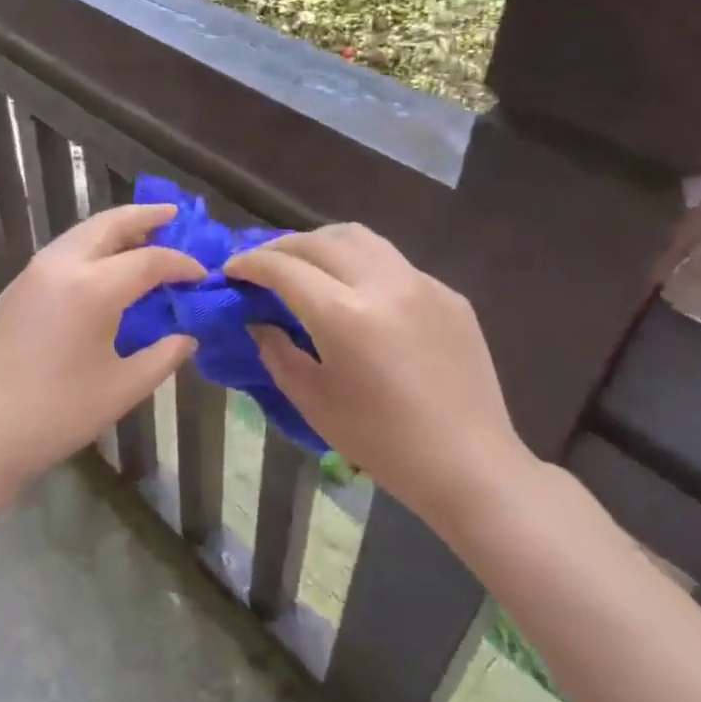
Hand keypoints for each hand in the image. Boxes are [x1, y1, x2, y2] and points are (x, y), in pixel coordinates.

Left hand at [0, 203, 204, 500]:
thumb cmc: (55, 415)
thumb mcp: (120, 389)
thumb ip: (162, 357)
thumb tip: (187, 338)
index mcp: (92, 287)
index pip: (149, 260)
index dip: (181, 264)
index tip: (203, 274)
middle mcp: (61, 265)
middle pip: (108, 225)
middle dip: (143, 216)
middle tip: (173, 215)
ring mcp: (31, 273)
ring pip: (81, 234)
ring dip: (114, 229)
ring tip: (142, 235)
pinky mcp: (15, 289)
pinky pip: (62, 252)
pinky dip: (90, 247)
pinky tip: (102, 268)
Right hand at [225, 225, 530, 527]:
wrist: (468, 464)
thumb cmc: (382, 442)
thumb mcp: (313, 401)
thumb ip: (277, 352)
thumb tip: (260, 321)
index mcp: (344, 315)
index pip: (283, 269)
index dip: (250, 263)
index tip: (231, 270)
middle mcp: (383, 284)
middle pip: (319, 241)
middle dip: (281, 246)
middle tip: (262, 265)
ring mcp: (421, 283)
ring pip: (359, 237)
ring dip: (321, 242)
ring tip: (305, 263)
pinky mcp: (448, 294)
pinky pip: (393, 263)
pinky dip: (361, 264)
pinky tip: (358, 293)